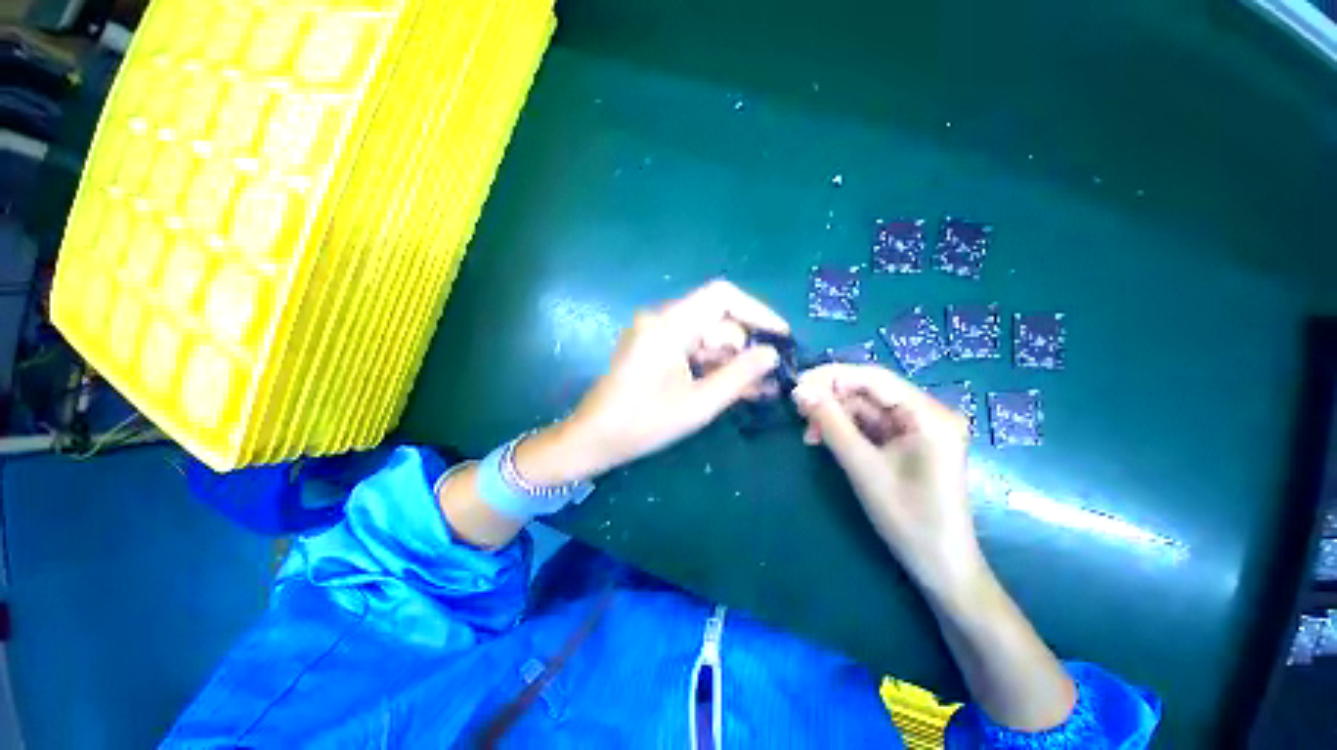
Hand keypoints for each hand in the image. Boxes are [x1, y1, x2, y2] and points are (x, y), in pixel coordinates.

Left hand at [562, 280, 788, 476]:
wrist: (593, 440)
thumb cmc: (643, 423)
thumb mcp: (698, 403)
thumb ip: (739, 375)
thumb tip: (772, 353)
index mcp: (668, 324)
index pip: (721, 296)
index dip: (756, 311)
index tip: (781, 336)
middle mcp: (661, 321)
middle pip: (716, 321)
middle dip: (746, 347)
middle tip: (772, 375)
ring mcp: (657, 337)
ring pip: (707, 338)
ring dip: (733, 361)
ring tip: (762, 387)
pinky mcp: (655, 352)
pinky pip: (693, 352)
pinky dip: (714, 367)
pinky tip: (738, 387)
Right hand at [791, 363, 984, 594]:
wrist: (940, 566)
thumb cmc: (908, 519)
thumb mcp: (863, 467)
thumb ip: (831, 424)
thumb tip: (800, 390)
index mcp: (928, 415)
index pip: (874, 378)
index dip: (832, 376)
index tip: (797, 385)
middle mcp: (927, 413)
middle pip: (869, 391)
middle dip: (831, 399)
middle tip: (799, 413)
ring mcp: (918, 428)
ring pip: (865, 407)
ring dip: (834, 416)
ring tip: (809, 434)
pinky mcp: (908, 442)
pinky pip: (870, 425)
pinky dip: (845, 429)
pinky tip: (824, 439)